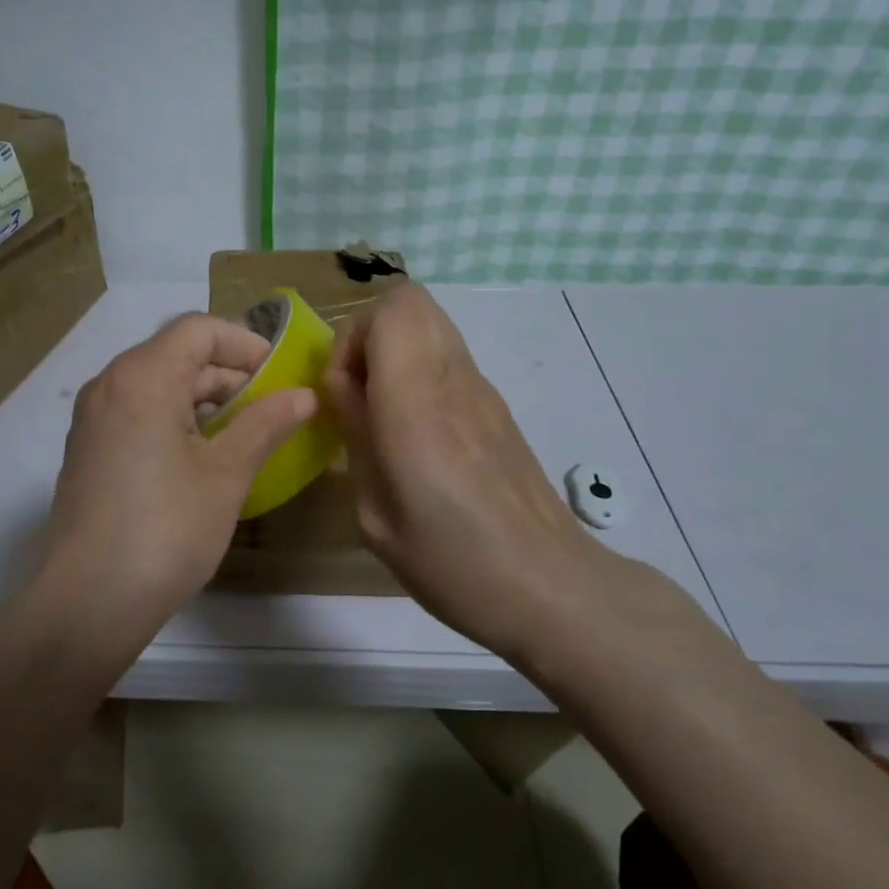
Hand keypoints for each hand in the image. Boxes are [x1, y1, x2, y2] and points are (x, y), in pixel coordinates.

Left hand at [41, 313, 315, 616]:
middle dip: (229, 374)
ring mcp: (93, 418)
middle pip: (176, 354)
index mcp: (142, 376)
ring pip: (157, 384)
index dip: (245, 342)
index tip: (280, 374)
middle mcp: (109, 384)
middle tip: (272, 407)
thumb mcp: (226, 474)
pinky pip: (138, 412)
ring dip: (204, 399)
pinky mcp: (88, 449)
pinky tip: (204, 456)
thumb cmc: (166, 529)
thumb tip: (304, 395)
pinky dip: (175, 418)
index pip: (198, 329)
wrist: (88, 601)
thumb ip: (265, 424)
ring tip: (246, 433)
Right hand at [324, 285, 609, 657]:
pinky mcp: (497, 407)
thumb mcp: (375, 512)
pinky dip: (420, 372)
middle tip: (357, 392)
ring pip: (432, 325)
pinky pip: (449, 359)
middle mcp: (453, 379)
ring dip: (395, 352)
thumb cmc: (450, 561)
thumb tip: (347, 393)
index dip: (351, 339)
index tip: (341, 392)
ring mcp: (482, 390)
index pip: (390, 311)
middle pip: (412, 302)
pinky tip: (416, 434)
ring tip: (382, 412)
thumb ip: (356, 437)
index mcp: (417, 403)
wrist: (547, 586)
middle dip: (368, 335)